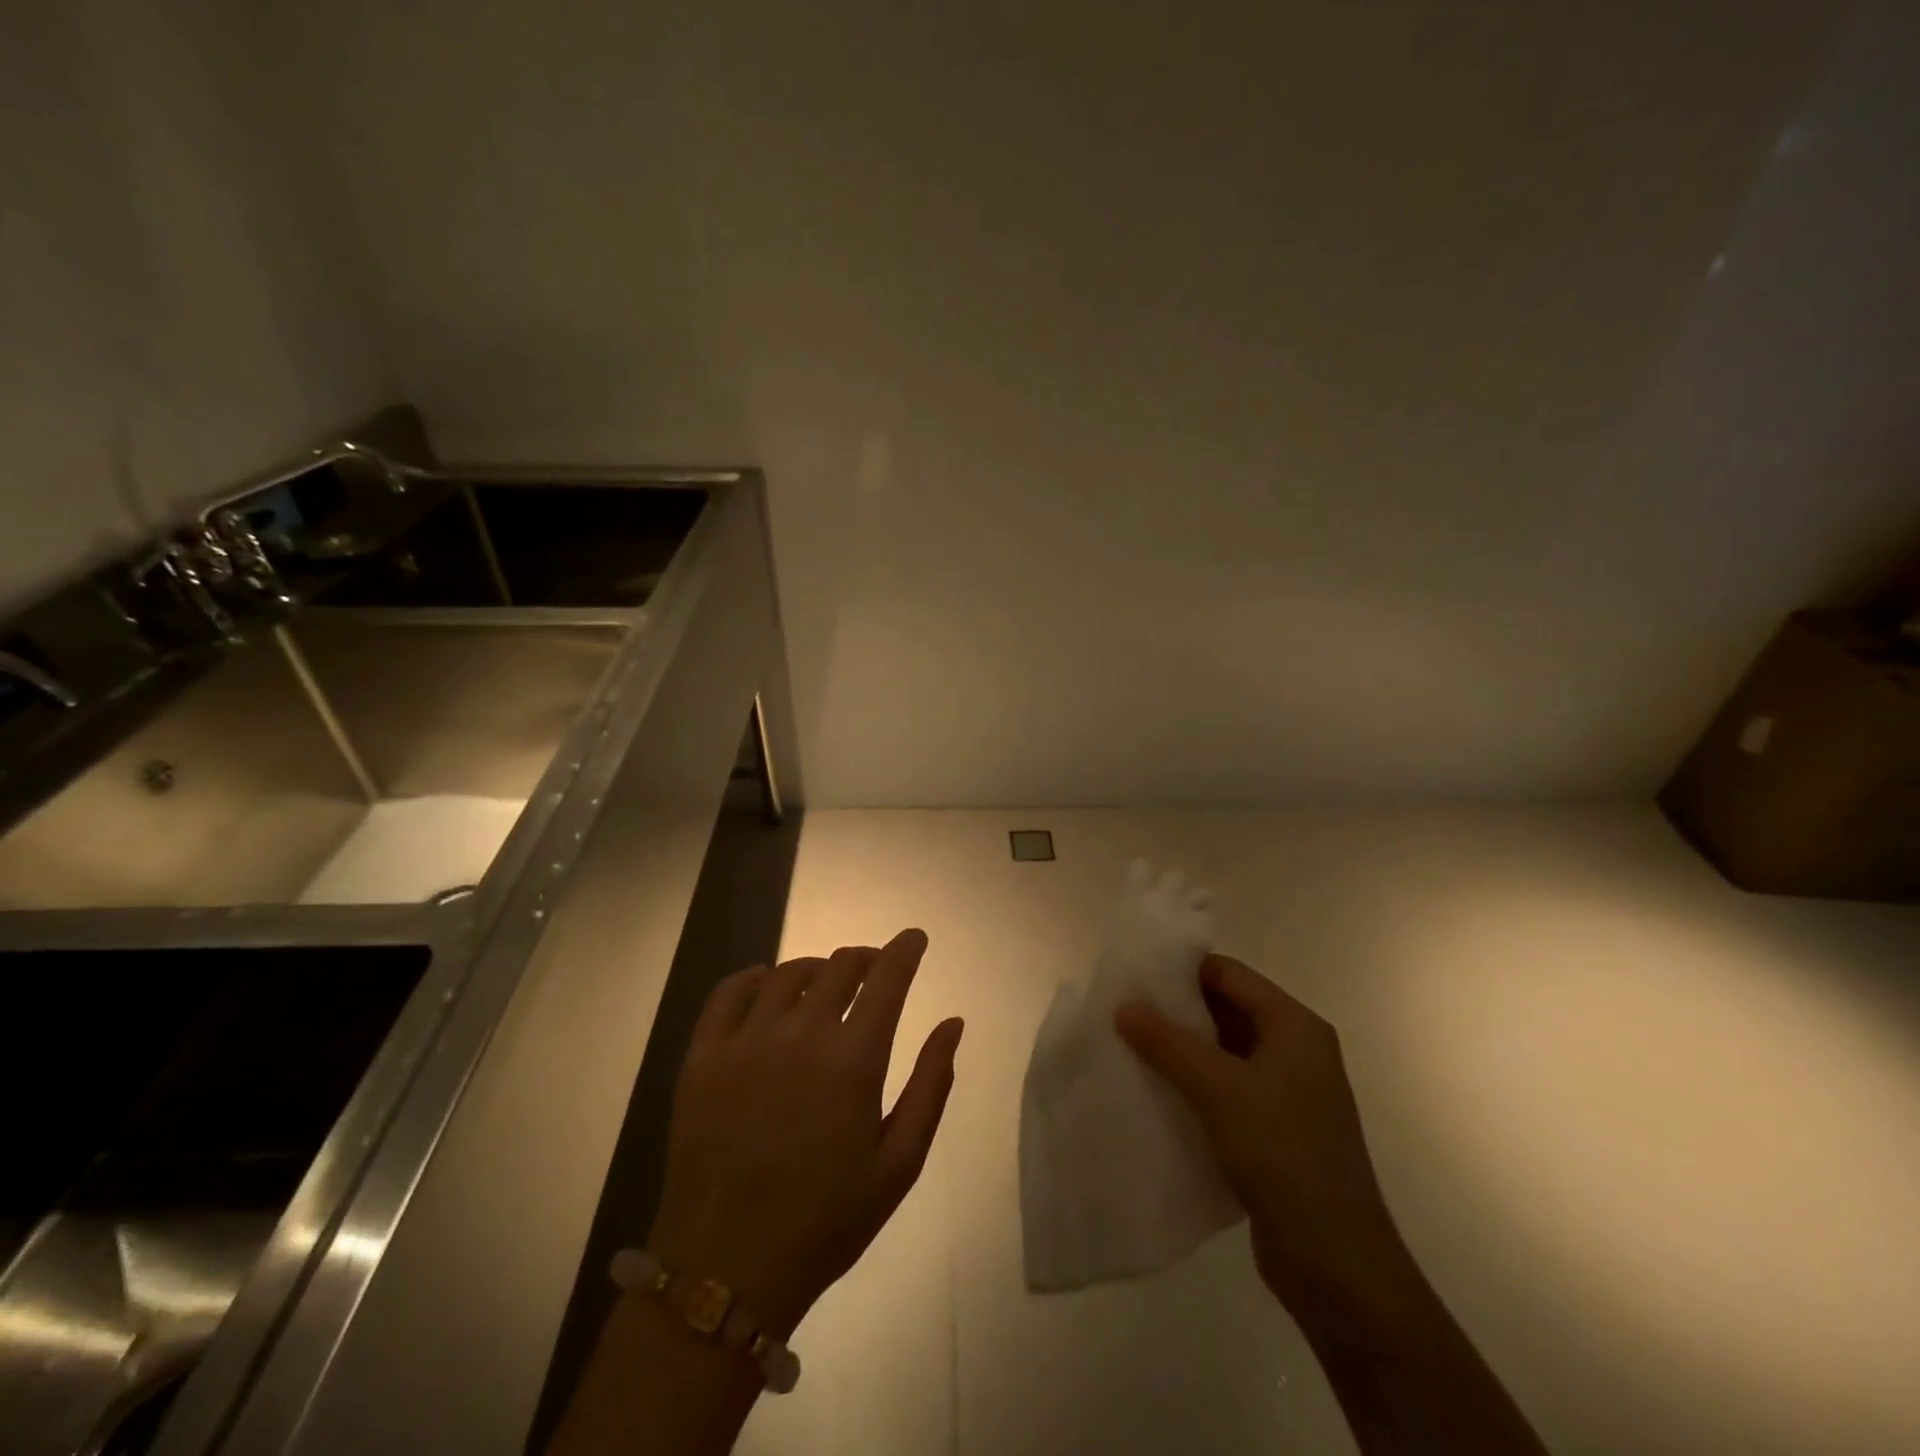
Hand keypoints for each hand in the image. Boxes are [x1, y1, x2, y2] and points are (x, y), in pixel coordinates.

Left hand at [647, 929, 963, 1337]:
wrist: (727, 1269)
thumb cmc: (826, 1220)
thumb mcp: (900, 1163)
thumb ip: (932, 1084)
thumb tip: (953, 1023)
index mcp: (854, 1058)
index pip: (887, 977)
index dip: (905, 950)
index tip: (914, 939)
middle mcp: (802, 1033)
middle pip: (840, 966)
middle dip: (865, 959)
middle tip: (873, 971)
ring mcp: (747, 1040)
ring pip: (788, 973)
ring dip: (816, 969)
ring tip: (825, 984)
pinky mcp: (703, 1056)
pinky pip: (729, 993)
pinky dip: (753, 978)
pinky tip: (764, 987)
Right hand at [1115, 955, 1403, 1313]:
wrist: (1335, 1262)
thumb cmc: (1282, 1153)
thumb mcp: (1219, 1088)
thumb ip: (1168, 1042)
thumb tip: (1124, 1006)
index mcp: (1295, 1026)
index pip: (1230, 975)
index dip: (1183, 970)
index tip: (1135, 976)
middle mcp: (1297, 1050)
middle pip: (1228, 1010)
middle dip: (1178, 1010)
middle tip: (1125, 1011)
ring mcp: (1289, 1092)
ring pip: (1225, 1051)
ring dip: (1183, 1049)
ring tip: (1131, 1047)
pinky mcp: (1276, 1129)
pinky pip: (1228, 1088)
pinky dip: (1195, 1084)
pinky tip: (1158, 1091)